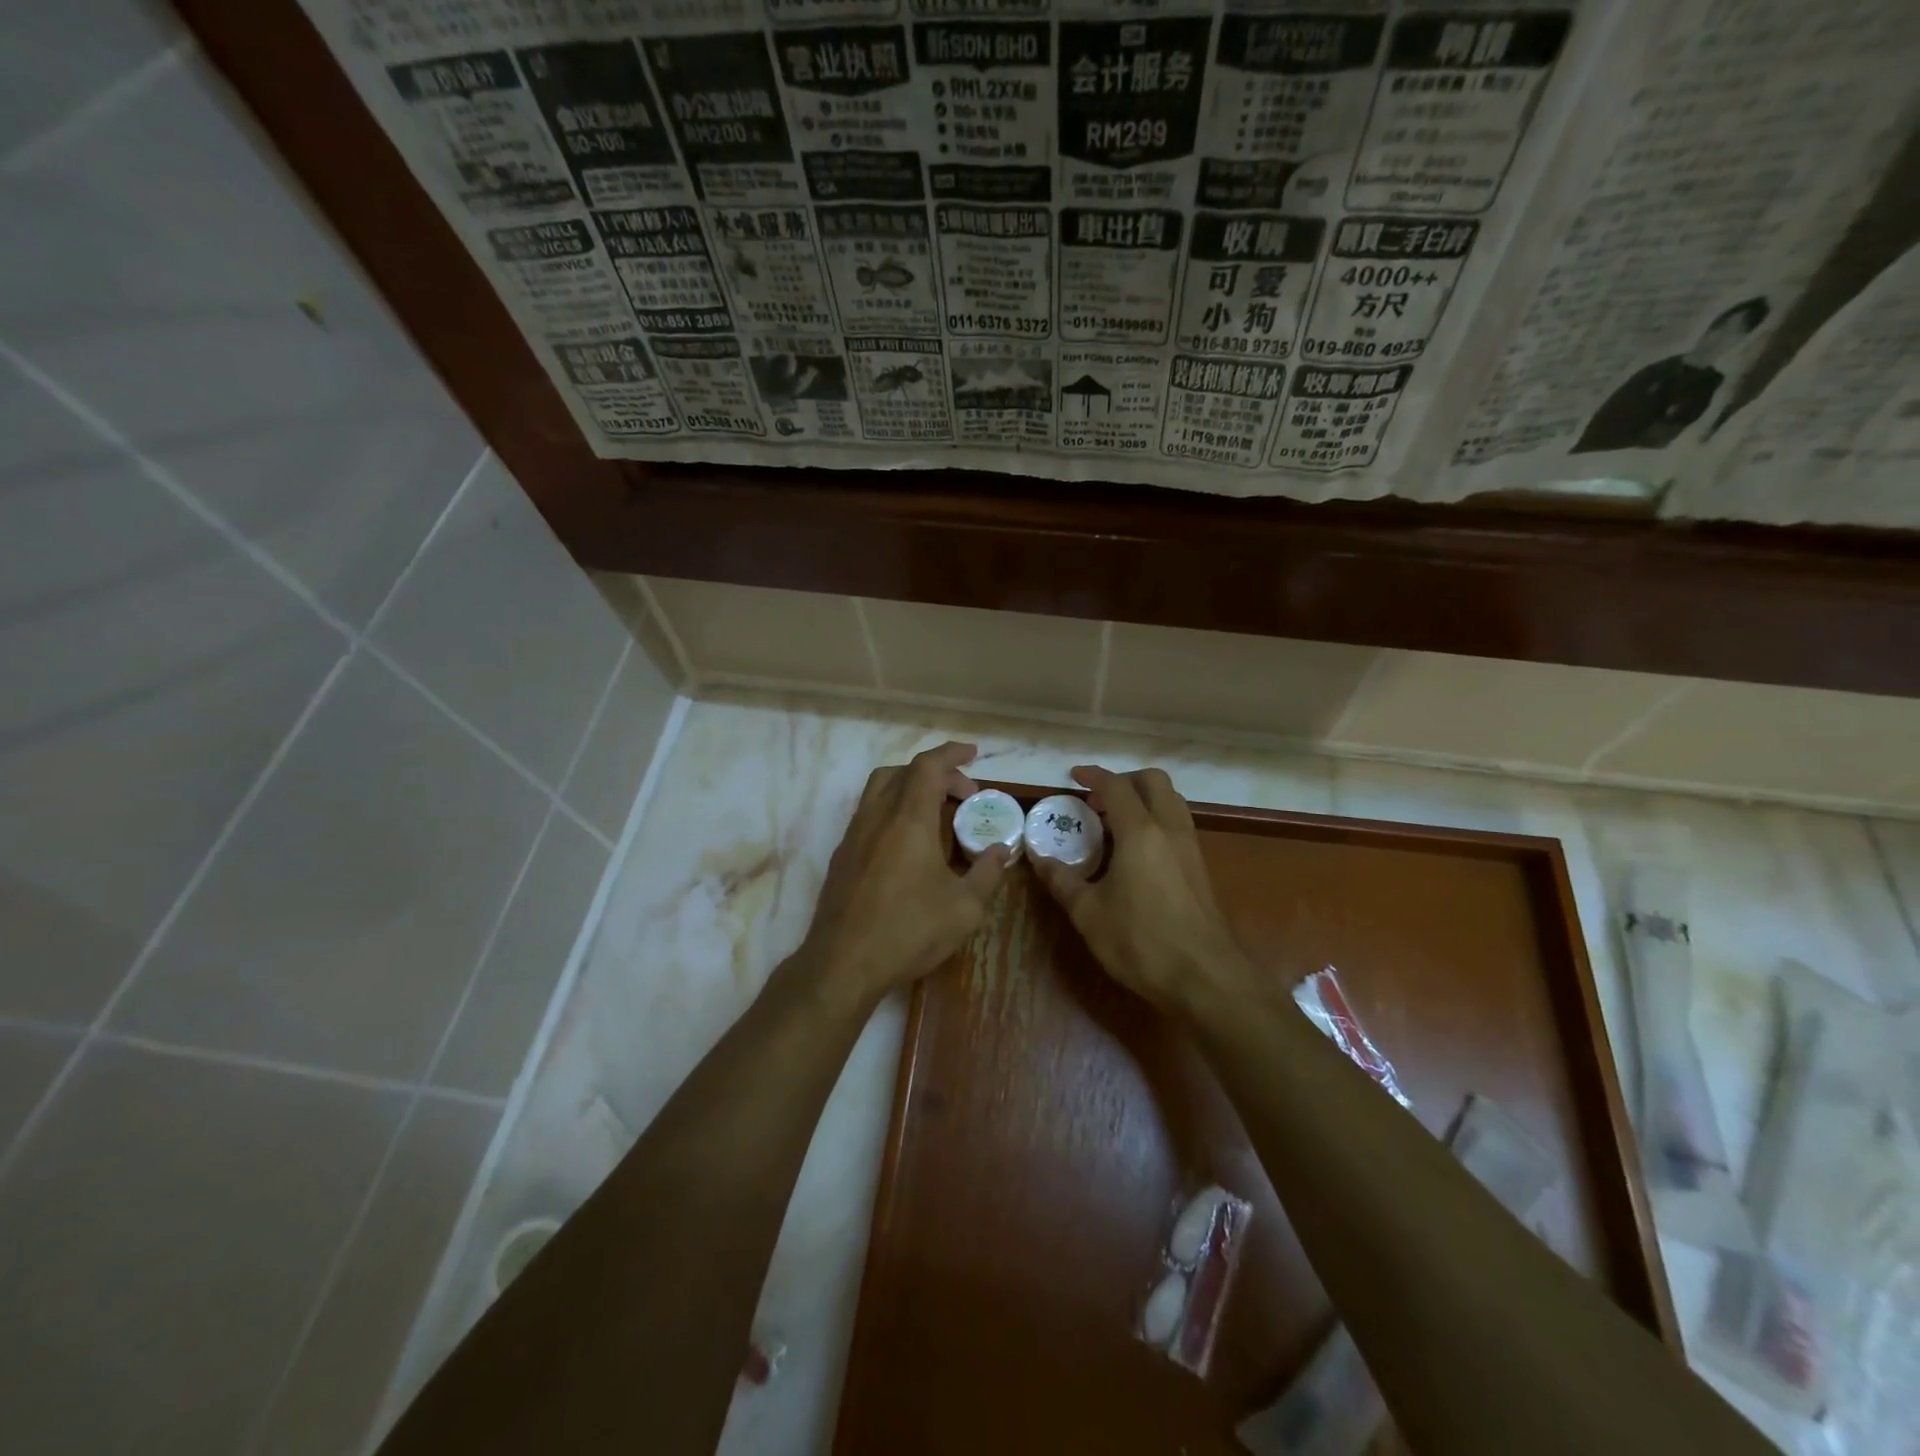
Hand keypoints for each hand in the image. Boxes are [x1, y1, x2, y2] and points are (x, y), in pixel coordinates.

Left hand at [795, 742, 1011, 1007]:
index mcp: (908, 819)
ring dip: (910, 789)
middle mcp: (876, 817)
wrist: (842, 964)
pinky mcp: (842, 857)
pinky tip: (909, 846)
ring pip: (880, 790)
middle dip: (936, 773)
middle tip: (963, 794)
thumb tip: (1000, 851)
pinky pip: (869, 816)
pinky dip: (893, 812)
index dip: (952, 753)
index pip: (928, 766)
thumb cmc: (908, 931)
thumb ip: (987, 873)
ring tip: (937, 815)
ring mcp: (854, 836)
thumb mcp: (964, 908)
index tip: (973, 753)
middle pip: (902, 772)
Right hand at [1031, 767, 1258, 1019]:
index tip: (1074, 776)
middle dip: (1125, 781)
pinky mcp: (1200, 868)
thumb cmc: (1140, 942)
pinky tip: (1137, 851)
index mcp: (1140, 833)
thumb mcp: (1089, 914)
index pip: (1116, 787)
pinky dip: (1157, 820)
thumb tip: (1038, 858)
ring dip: (1144, 799)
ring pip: (1171, 801)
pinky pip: (1178, 824)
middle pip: (1153, 782)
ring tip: (1115, 823)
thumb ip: (1062, 880)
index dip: (1093, 776)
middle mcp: (1169, 830)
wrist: (1205, 977)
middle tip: (1098, 800)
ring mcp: (1190, 848)